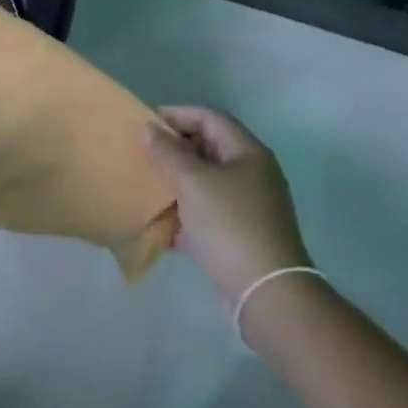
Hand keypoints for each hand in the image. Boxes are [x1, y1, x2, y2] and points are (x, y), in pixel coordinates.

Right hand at [148, 106, 310, 304]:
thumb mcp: (192, 182)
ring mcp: (248, 206)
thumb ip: (167, 152)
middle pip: (208, 148)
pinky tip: (159, 220)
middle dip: (174, 148)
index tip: (145, 123)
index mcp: (247, 153)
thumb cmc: (229, 225)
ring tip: (146, 184)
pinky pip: (206, 212)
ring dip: (176, 181)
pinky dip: (184, 212)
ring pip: (205, 182)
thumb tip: (148, 127)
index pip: (209, 117)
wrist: (265, 293)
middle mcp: (252, 174)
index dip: (177, 114)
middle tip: (142, 153)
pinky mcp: (239, 234)